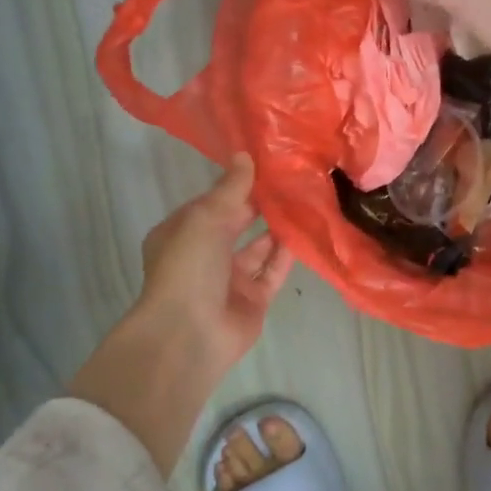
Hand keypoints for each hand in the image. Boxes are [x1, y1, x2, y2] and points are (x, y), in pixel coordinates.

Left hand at [68, 155, 293, 473]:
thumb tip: (245, 155)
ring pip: (259, 248)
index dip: (238, 183)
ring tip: (306, 202)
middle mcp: (205, 254)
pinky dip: (288, 254)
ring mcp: (230, 279)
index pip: (213, 202)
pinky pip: (273, 271)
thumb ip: (230, 188)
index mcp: (183, 233)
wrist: (189, 335)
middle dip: (261, 205)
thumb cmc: (188, 268)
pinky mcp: (253, 299)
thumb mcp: (205, 218)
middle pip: (238, 223)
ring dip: (278, 228)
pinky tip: (307, 233)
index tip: (269, 163)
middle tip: (295, 180)